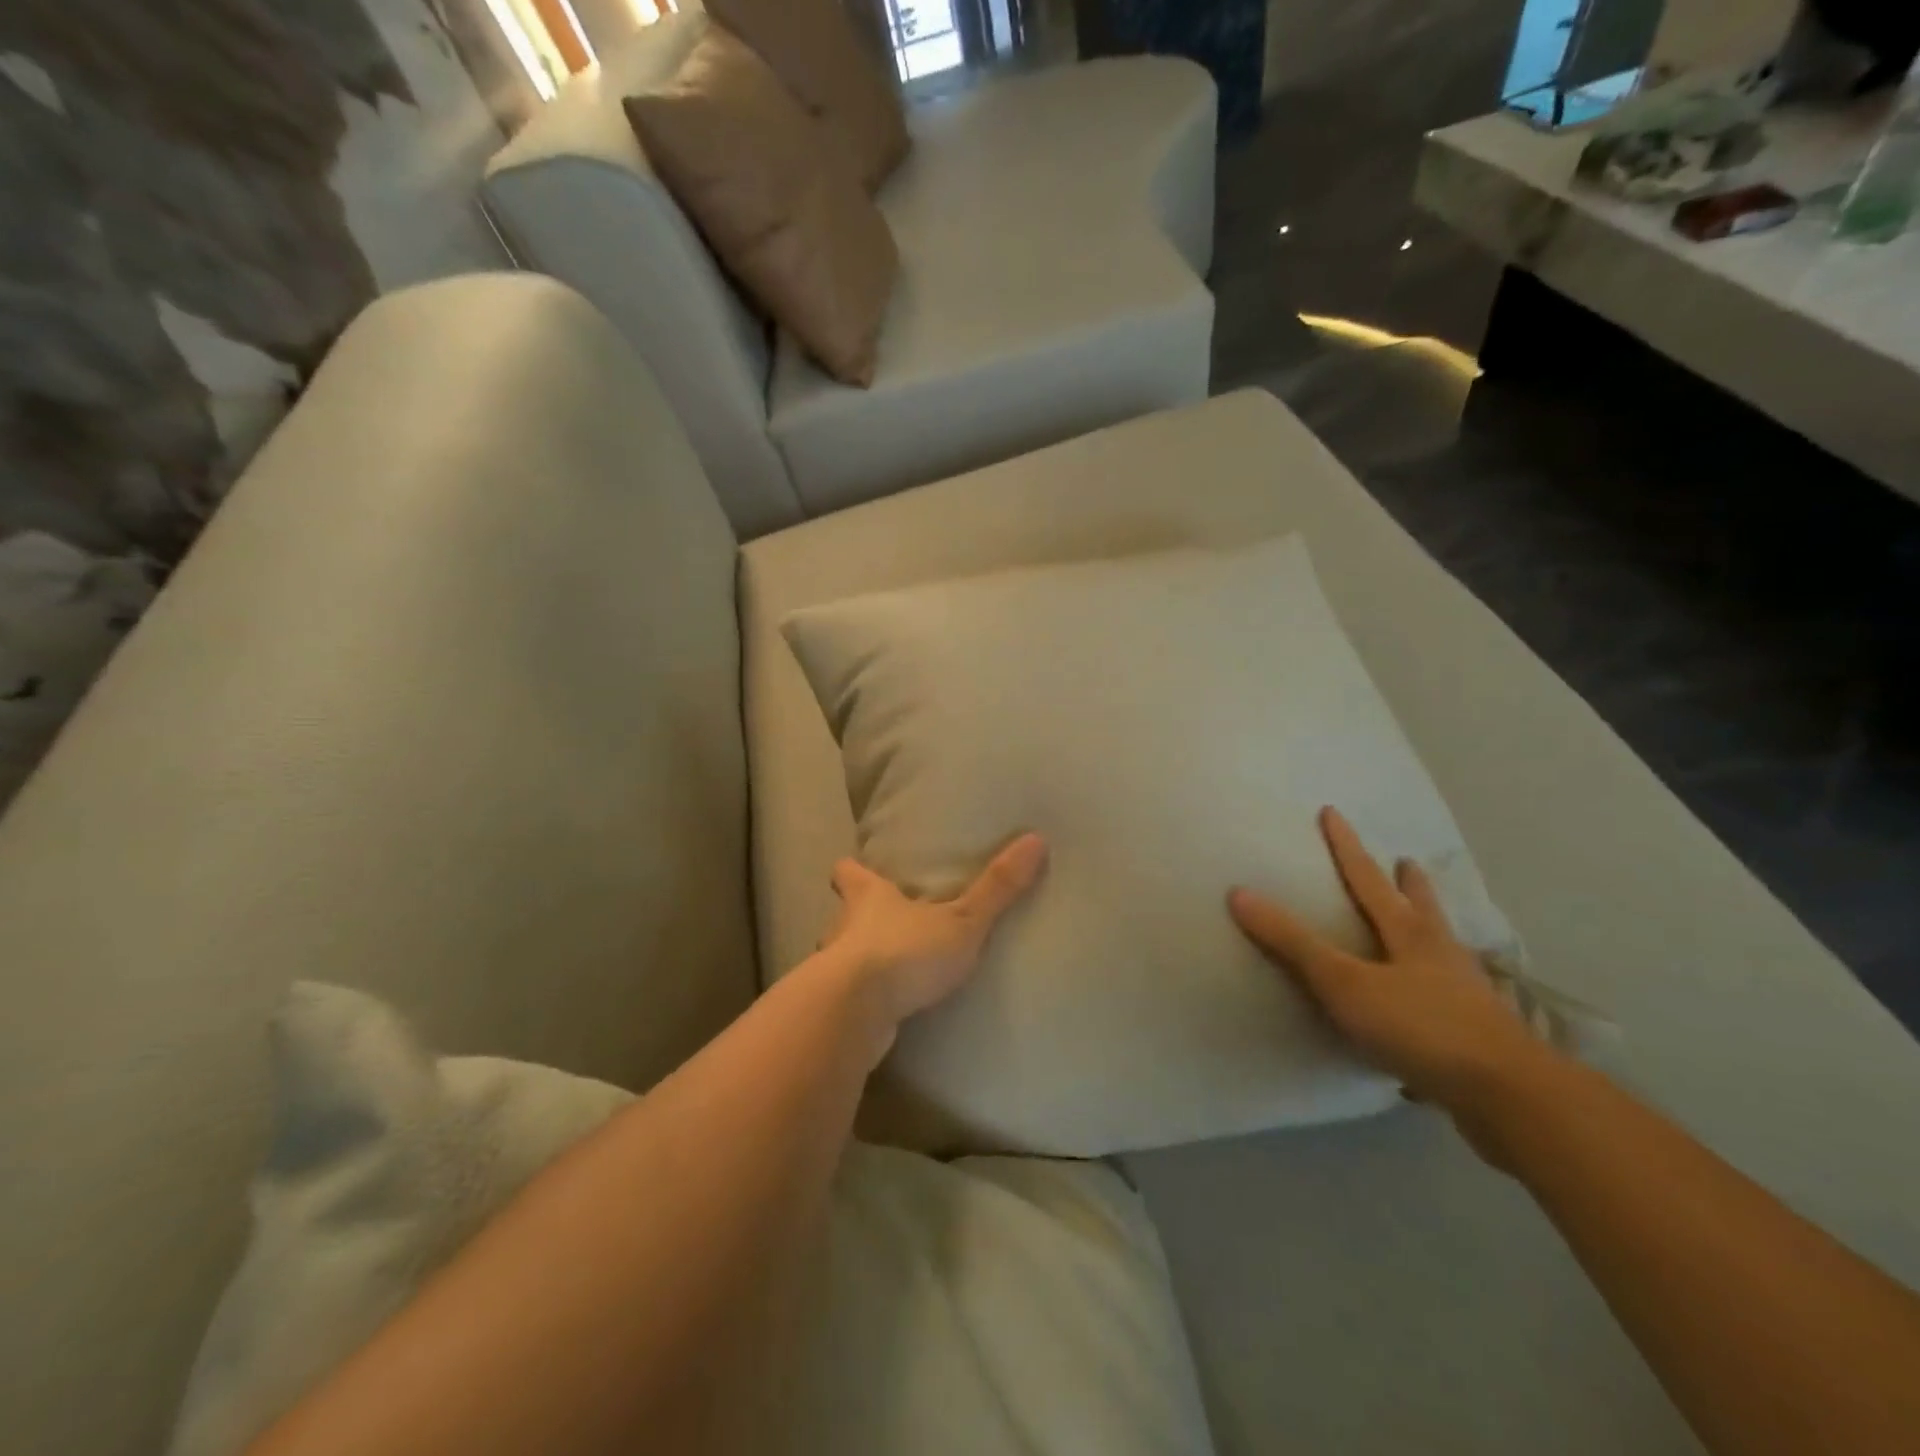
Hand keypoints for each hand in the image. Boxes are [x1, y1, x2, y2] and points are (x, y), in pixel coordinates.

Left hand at [822, 833, 1048, 1025]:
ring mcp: (833, 970)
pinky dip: (864, 1000)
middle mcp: (842, 927)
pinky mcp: (836, 1008)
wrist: (854, 1014)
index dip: (853, 869)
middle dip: (860, 919)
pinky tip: (886, 1011)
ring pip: (843, 957)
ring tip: (891, 971)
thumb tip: (1036, 839)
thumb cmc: (903, 951)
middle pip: (843, 914)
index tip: (858, 867)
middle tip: (886, 924)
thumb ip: (996, 887)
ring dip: (861, 962)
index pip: (847, 871)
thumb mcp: (961, 920)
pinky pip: (850, 998)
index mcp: (867, 897)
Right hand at [1228, 808, 1557, 1119]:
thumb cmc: (1418, 1026)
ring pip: (1445, 950)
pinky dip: (1445, 988)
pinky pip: (1455, 998)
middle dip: (1410, 885)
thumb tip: (1240, 893)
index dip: (1346, 846)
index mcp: (1409, 933)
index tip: (1333, 813)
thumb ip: (1293, 942)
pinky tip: (1443, 1004)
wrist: (1507, 1095)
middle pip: (1421, 908)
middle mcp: (1441, 954)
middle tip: (1407, 862)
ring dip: (1433, 931)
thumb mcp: (1343, 982)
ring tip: (1431, 924)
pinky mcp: (1479, 1034)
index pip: (1367, 879)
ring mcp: (1467, 994)